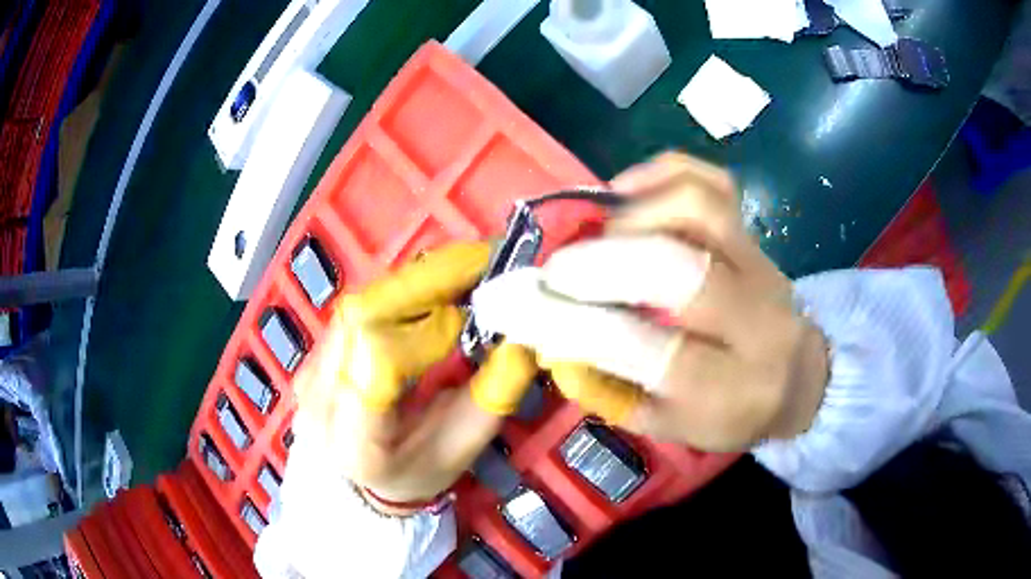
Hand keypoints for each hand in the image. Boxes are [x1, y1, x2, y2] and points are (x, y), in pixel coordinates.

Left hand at [292, 242, 536, 514]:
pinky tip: (432, 289)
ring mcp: (308, 369)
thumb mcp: (464, 447)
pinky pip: (358, 308)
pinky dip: (400, 292)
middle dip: (426, 281)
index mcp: (354, 441)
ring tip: (464, 271)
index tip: (474, 317)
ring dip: (415, 280)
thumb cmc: (417, 472)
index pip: (379, 360)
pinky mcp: (314, 352)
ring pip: (360, 303)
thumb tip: (525, 333)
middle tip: (482, 261)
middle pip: (362, 315)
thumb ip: (493, 394)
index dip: (428, 329)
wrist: (359, 481)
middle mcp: (317, 398)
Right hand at [473, 153, 828, 451]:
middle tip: (554, 271)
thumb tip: (552, 347)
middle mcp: (751, 317)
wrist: (799, 374)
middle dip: (598, 265)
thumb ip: (612, 393)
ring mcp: (758, 263)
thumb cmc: (732, 409)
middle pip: (675, 269)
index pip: (644, 349)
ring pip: (697, 209)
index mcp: (727, 386)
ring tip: (596, 234)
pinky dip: (663, 171)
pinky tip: (627, 188)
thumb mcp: (672, 426)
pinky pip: (714, 181)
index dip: (574, 325)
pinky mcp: (756, 234)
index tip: (520, 307)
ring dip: (630, 214)